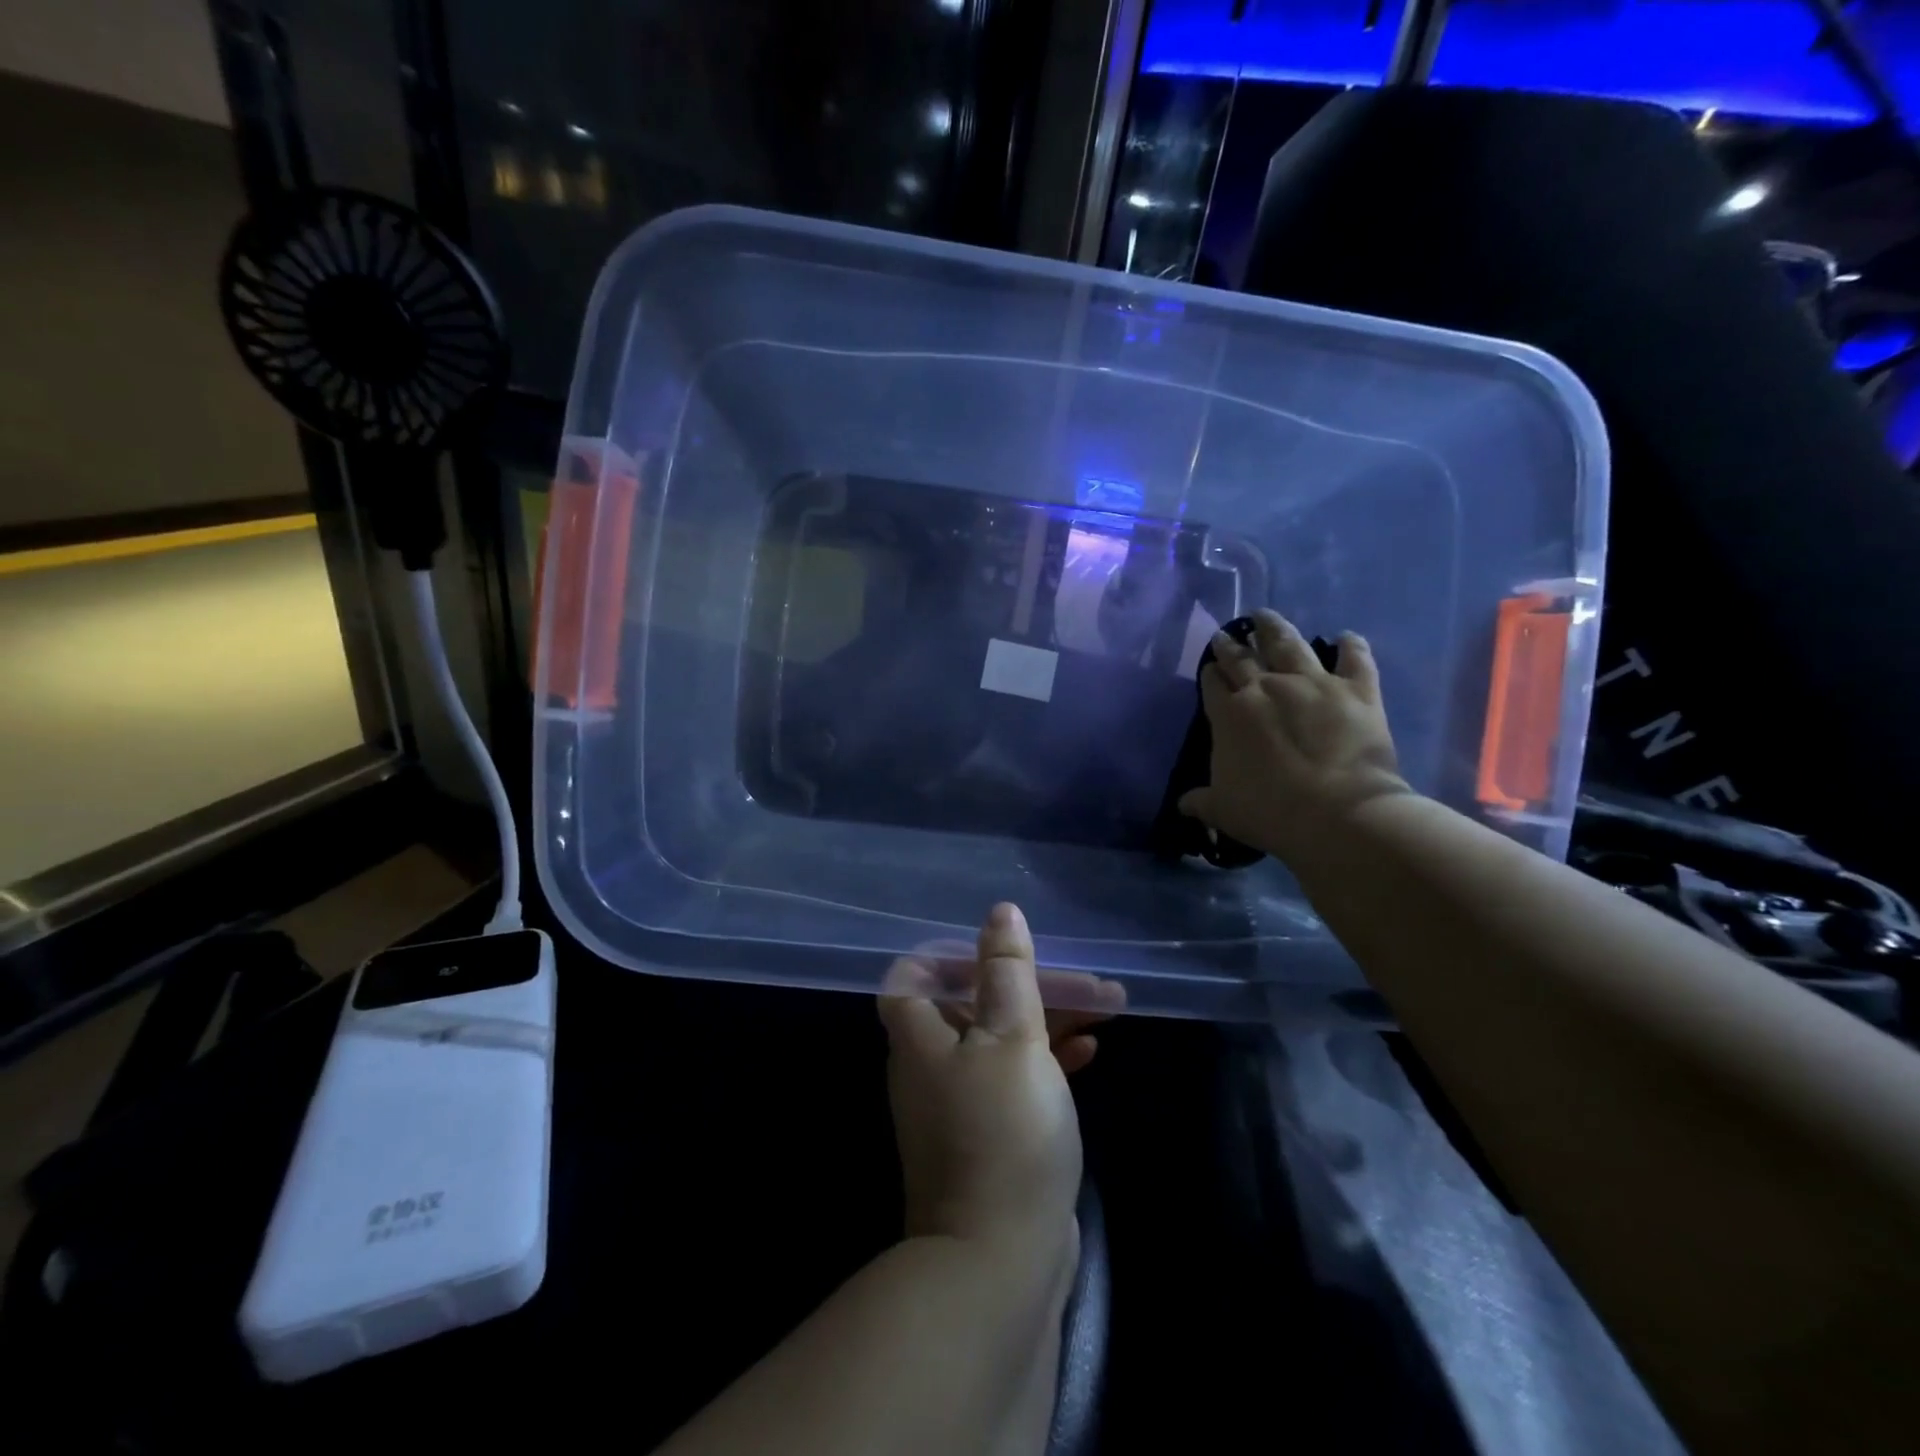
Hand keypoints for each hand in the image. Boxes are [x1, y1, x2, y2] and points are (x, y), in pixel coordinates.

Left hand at [877, 904, 1121, 1257]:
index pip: (913, 975)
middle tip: (1086, 978)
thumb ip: (1007, 972)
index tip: (1000, 949)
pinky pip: (1015, 1080)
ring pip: (1001, 1040)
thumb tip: (1000, 912)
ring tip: (1106, 1006)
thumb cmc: (1003, 1132)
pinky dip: (1047, 1060)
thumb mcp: (1011, 1038)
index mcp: (920, 1036)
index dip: (950, 953)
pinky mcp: (990, 1137)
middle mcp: (931, 1065)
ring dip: (1048, 1019)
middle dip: (1028, 984)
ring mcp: (959, 1105)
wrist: (1000, 1262)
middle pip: (972, 1003)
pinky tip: (1090, 1052)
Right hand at [1178, 609, 1410, 868]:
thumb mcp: (1223, 810)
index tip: (1209, 667)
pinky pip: (1355, 659)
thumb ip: (1201, 801)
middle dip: (1231, 645)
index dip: (1210, 674)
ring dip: (1274, 628)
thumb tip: (1184, 804)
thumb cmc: (1269, 811)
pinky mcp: (1357, 690)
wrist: (1336, 813)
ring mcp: (1313, 684)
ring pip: (1289, 644)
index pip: (1213, 685)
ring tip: (1265, 616)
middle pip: (1243, 658)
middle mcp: (1266, 688)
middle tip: (1226, 635)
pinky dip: (1352, 646)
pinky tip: (1346, 636)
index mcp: (1229, 715)